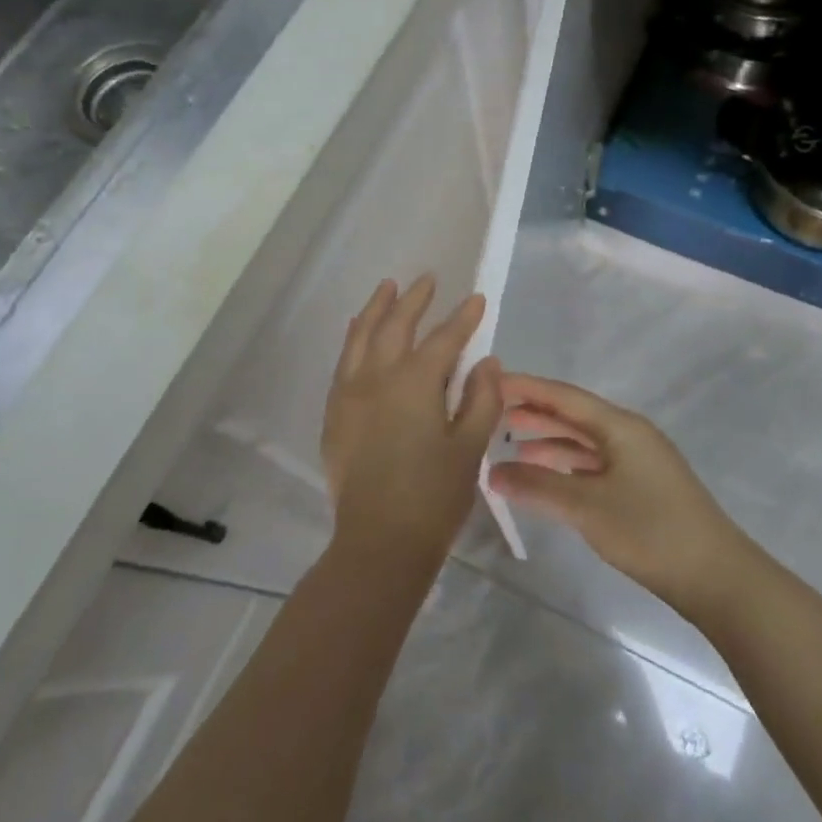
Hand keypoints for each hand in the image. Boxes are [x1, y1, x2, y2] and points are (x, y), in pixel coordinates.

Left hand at [321, 276, 502, 570]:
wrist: (379, 541)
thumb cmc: (434, 496)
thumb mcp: (469, 448)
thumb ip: (481, 399)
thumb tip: (486, 363)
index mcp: (414, 383)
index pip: (444, 339)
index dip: (463, 318)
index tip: (475, 298)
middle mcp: (377, 378)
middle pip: (396, 326)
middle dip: (414, 300)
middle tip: (427, 279)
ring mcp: (350, 394)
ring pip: (361, 337)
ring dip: (376, 309)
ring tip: (387, 288)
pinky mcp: (336, 414)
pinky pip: (343, 363)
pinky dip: (353, 339)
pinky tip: (359, 333)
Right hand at [489, 374, 752, 613]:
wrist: (717, 577)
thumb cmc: (650, 531)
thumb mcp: (586, 507)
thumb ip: (537, 486)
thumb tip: (492, 472)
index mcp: (620, 426)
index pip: (564, 396)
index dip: (526, 387)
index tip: (490, 382)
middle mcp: (629, 434)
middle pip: (573, 415)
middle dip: (534, 412)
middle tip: (492, 413)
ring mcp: (637, 461)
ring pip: (583, 441)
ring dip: (548, 441)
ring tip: (510, 446)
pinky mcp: (641, 487)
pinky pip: (594, 464)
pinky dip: (566, 465)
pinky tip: (546, 476)